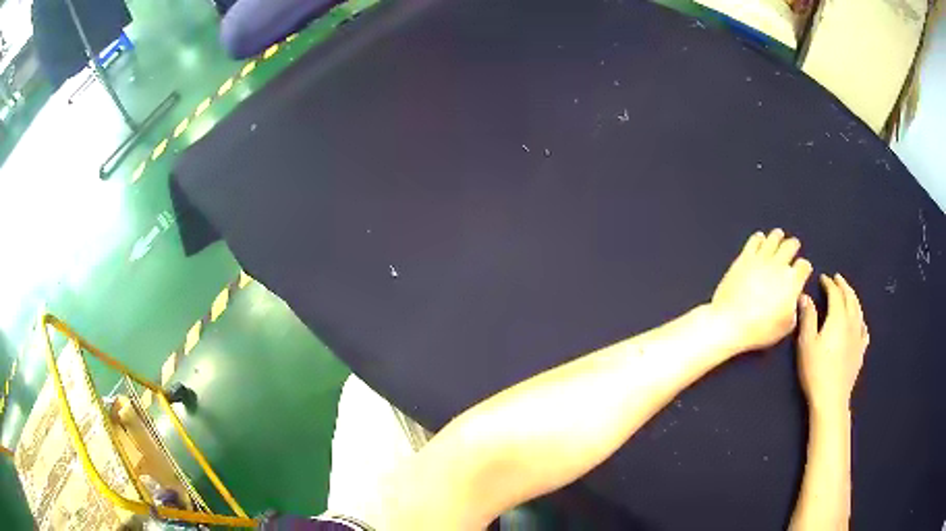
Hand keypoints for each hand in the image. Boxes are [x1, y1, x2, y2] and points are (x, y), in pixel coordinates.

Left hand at [711, 229, 812, 351]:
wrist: (731, 322)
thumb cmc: (761, 329)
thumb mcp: (786, 326)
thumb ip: (795, 309)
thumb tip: (795, 299)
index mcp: (792, 281)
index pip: (804, 266)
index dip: (805, 267)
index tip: (804, 269)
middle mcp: (779, 265)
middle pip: (790, 247)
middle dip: (793, 245)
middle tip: (794, 244)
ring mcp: (761, 259)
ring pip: (773, 239)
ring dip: (778, 236)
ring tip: (779, 234)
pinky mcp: (744, 258)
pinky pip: (754, 242)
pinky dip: (759, 238)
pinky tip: (760, 237)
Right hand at [797, 274, 867, 411]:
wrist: (831, 398)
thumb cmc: (816, 370)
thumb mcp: (806, 343)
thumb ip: (807, 318)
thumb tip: (805, 297)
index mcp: (838, 317)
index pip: (835, 294)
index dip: (829, 284)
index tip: (823, 278)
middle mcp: (851, 322)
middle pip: (850, 298)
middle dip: (843, 286)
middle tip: (837, 279)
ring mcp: (858, 337)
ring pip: (859, 310)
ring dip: (853, 298)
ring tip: (848, 294)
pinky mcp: (861, 351)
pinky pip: (864, 329)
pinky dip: (861, 320)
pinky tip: (859, 322)